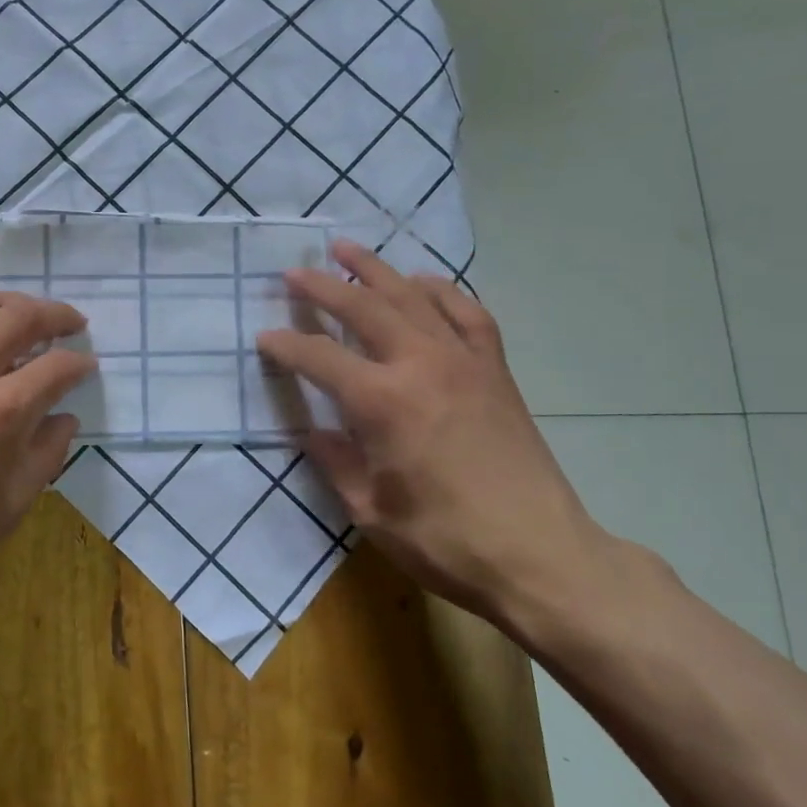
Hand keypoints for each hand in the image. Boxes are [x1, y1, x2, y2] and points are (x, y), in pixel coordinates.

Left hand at [0, 291, 94, 637]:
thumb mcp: (11, 506)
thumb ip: (46, 453)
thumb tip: (63, 418)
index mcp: (0, 410)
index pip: (57, 365)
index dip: (81, 364)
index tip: (89, 367)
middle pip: (20, 314)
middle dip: (55, 314)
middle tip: (72, 325)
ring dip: (12, 307)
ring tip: (28, 321)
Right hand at [256, 241, 610, 623]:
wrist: (541, 556)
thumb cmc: (446, 542)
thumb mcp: (369, 511)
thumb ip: (335, 461)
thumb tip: (314, 431)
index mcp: (382, 402)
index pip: (320, 358)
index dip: (286, 345)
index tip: (264, 337)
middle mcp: (421, 365)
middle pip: (363, 308)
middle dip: (323, 287)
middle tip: (294, 272)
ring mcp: (464, 361)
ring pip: (412, 297)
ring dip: (376, 270)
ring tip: (348, 250)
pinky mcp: (495, 370)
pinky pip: (467, 313)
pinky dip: (441, 291)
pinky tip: (422, 283)